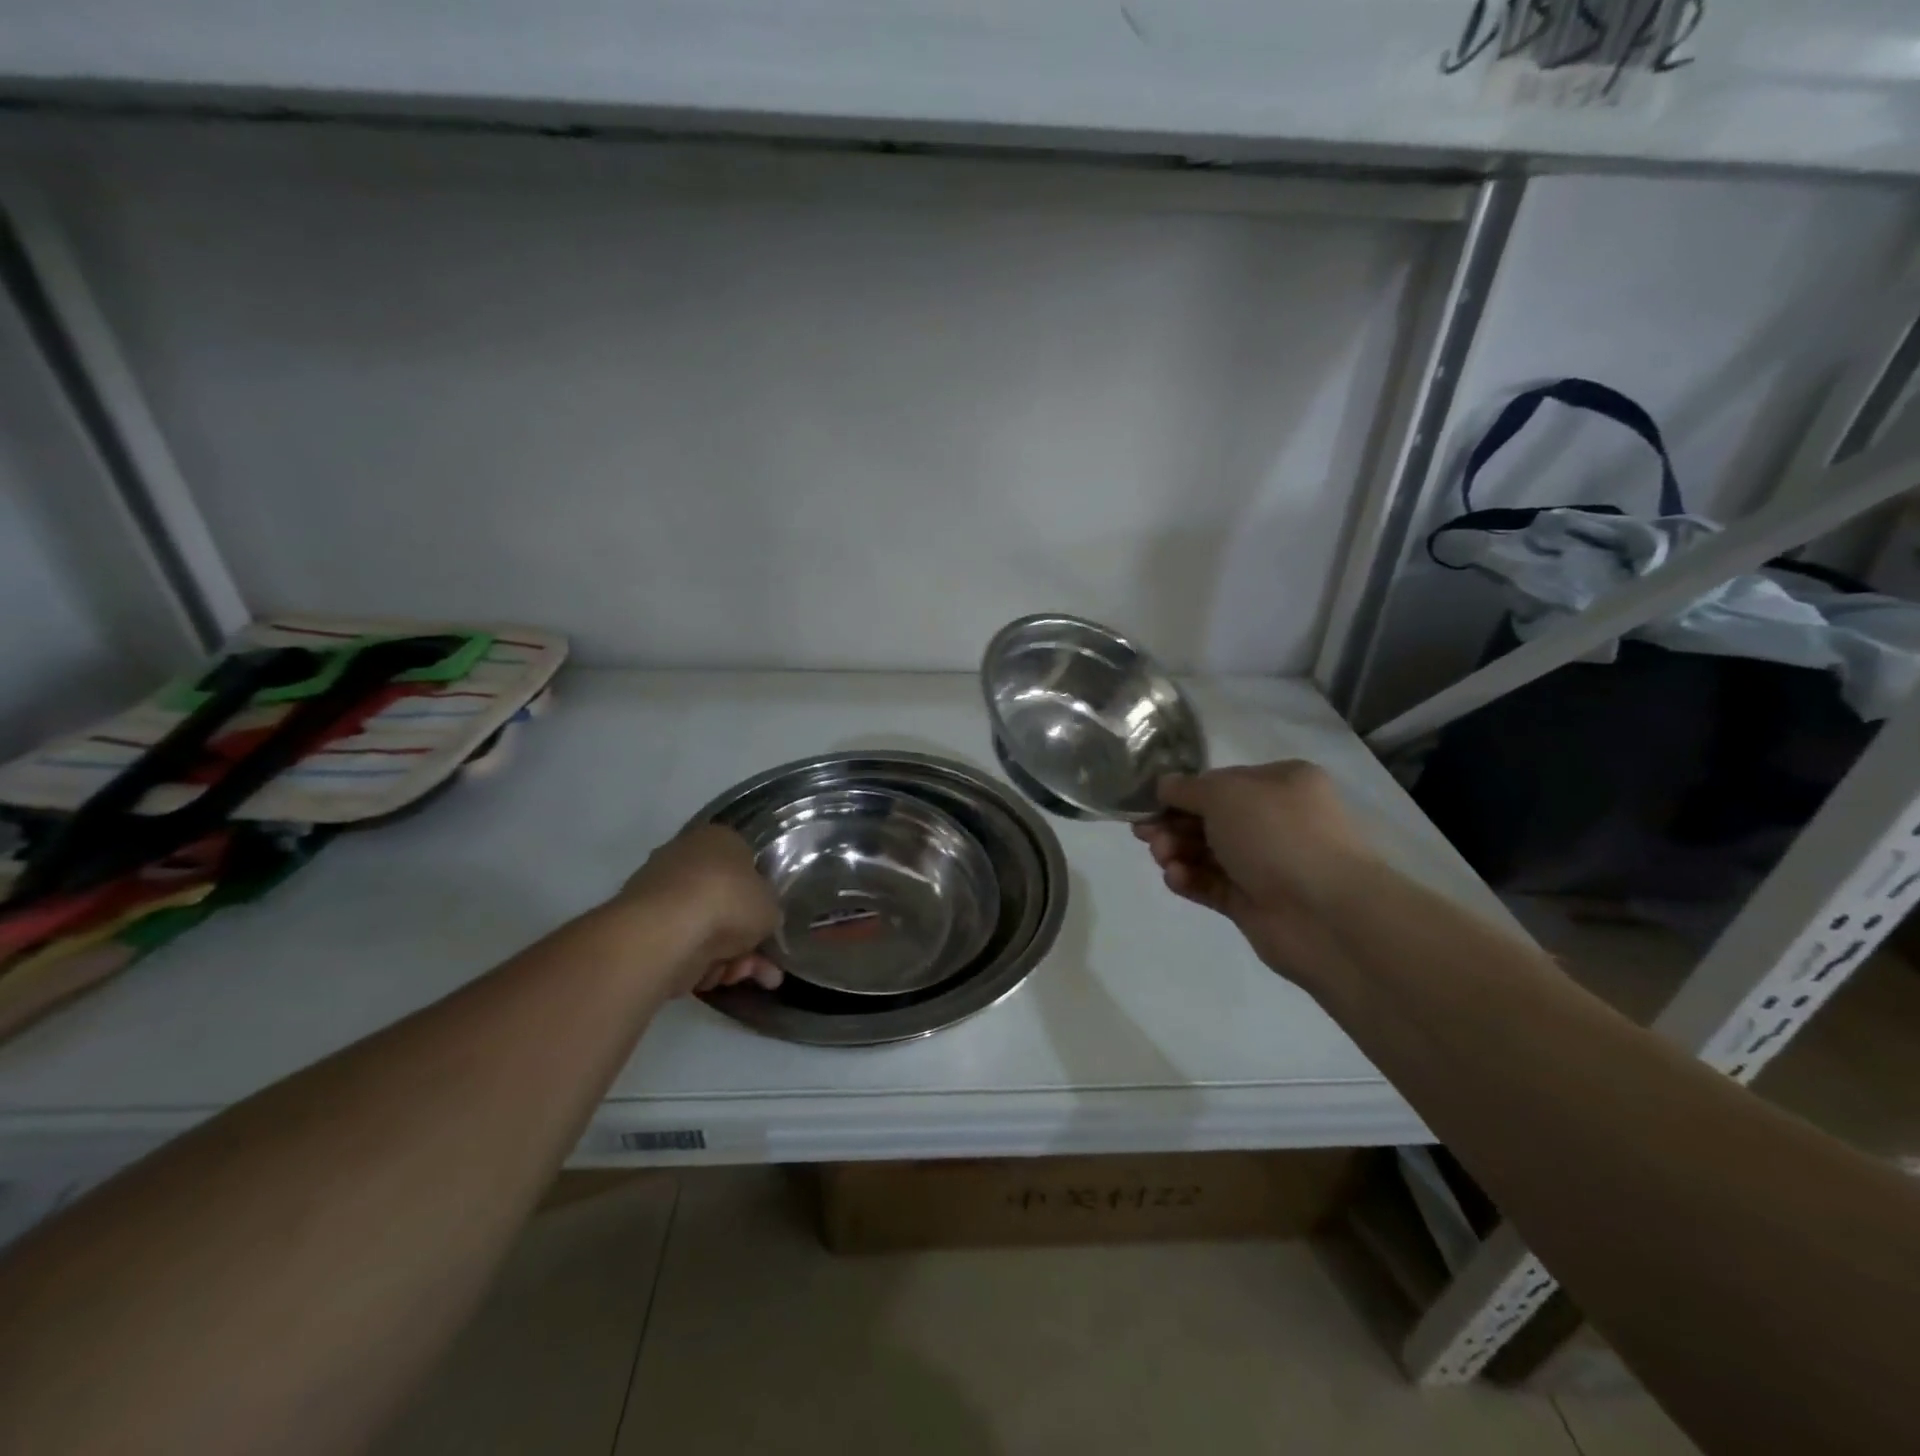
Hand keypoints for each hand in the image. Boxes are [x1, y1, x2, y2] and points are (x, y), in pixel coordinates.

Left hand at [616, 825, 782, 994]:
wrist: (666, 932)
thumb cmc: (728, 902)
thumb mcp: (771, 905)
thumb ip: (769, 910)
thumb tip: (760, 919)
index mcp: (718, 838)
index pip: (746, 864)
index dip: (760, 898)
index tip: (768, 924)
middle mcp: (685, 857)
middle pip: (725, 903)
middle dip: (745, 939)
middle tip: (763, 966)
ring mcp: (659, 892)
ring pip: (705, 929)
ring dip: (727, 958)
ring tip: (737, 978)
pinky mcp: (641, 926)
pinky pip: (681, 945)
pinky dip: (696, 964)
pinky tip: (709, 979)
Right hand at [1132, 761, 1376, 986]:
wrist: (1325, 914)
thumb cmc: (1277, 835)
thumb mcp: (1225, 794)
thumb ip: (1187, 789)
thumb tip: (1163, 785)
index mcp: (1281, 784)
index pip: (1221, 782)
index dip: (1182, 791)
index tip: (1146, 802)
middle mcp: (1277, 820)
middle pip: (1210, 818)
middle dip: (1173, 824)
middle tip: (1143, 833)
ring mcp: (1267, 864)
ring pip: (1207, 852)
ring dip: (1177, 851)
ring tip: (1162, 857)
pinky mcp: (1254, 902)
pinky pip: (1212, 884)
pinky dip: (1190, 879)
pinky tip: (1175, 878)